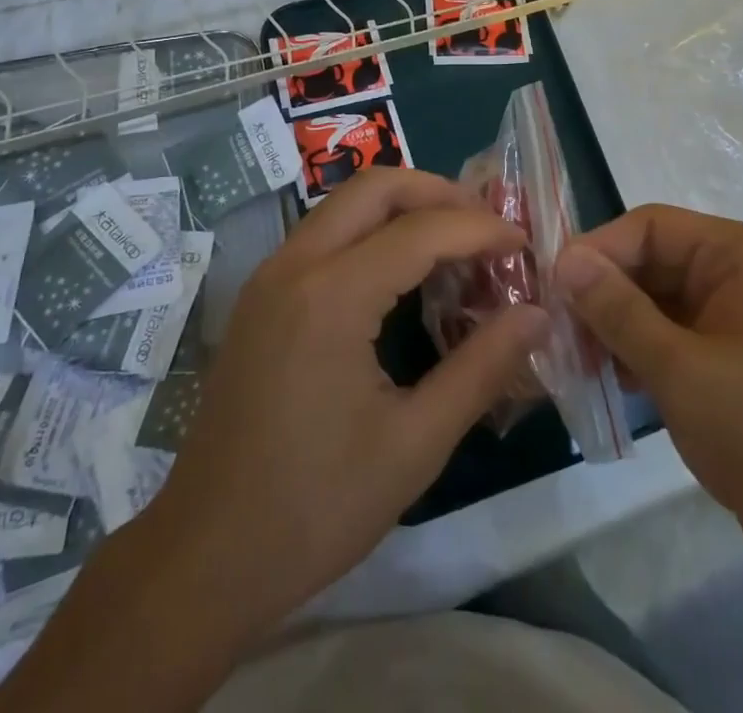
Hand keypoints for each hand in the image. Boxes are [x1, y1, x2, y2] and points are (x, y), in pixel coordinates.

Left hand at [142, 168, 549, 631]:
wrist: (205, 556)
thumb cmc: (315, 507)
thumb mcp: (414, 444)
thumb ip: (481, 369)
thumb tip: (536, 314)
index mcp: (331, 296)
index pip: (421, 230)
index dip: (480, 229)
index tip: (524, 245)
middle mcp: (295, 264)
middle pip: (375, 187)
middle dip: (439, 193)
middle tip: (487, 227)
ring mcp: (270, 275)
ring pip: (346, 204)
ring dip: (404, 209)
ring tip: (456, 244)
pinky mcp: (261, 295)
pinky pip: (326, 234)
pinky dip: (372, 232)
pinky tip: (404, 274)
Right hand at [555, 204, 742, 576]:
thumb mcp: (681, 369)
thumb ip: (617, 310)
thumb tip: (563, 259)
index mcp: (739, 255)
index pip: (650, 227)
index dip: (598, 250)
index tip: (552, 287)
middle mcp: (739, 273)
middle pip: (651, 262)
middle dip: (604, 294)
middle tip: (558, 332)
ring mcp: (738, 316)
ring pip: (657, 300)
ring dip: (616, 325)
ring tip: (579, 361)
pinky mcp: (734, 356)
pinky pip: (674, 333)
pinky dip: (641, 350)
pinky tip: (615, 380)